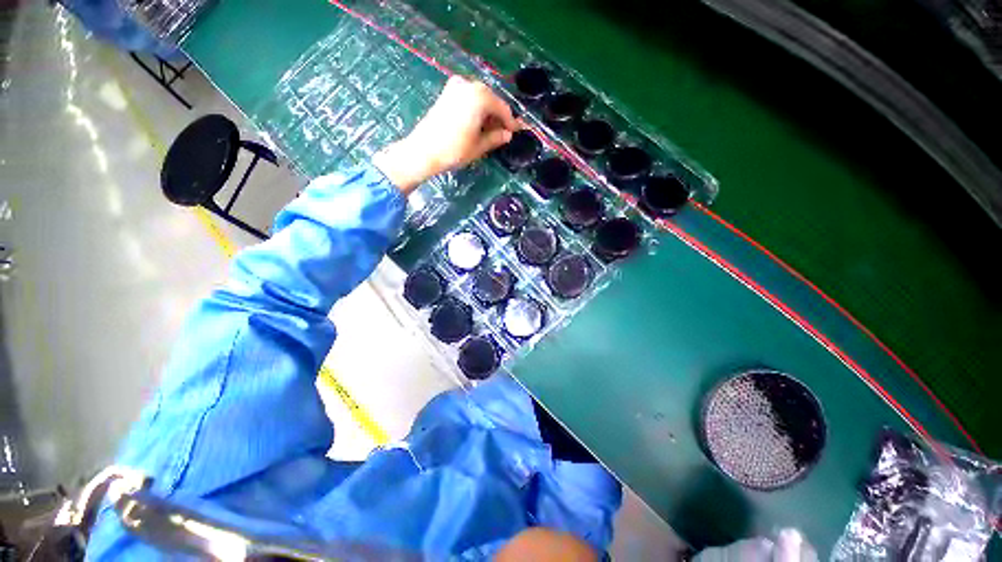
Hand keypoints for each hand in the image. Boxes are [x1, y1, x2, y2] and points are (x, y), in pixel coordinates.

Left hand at [373, 76, 519, 193]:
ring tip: (489, 132)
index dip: (510, 122)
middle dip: (498, 116)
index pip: (502, 108)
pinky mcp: (446, 93)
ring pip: (479, 99)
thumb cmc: (455, 150)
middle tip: (502, 134)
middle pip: (491, 100)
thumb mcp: (479, 146)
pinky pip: (468, 98)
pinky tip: (476, 125)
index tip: (515, 132)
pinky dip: (475, 109)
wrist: (424, 151)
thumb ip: (496, 138)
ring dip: (486, 113)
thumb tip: (507, 135)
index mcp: (480, 97)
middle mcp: (468, 85)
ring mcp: (455, 87)